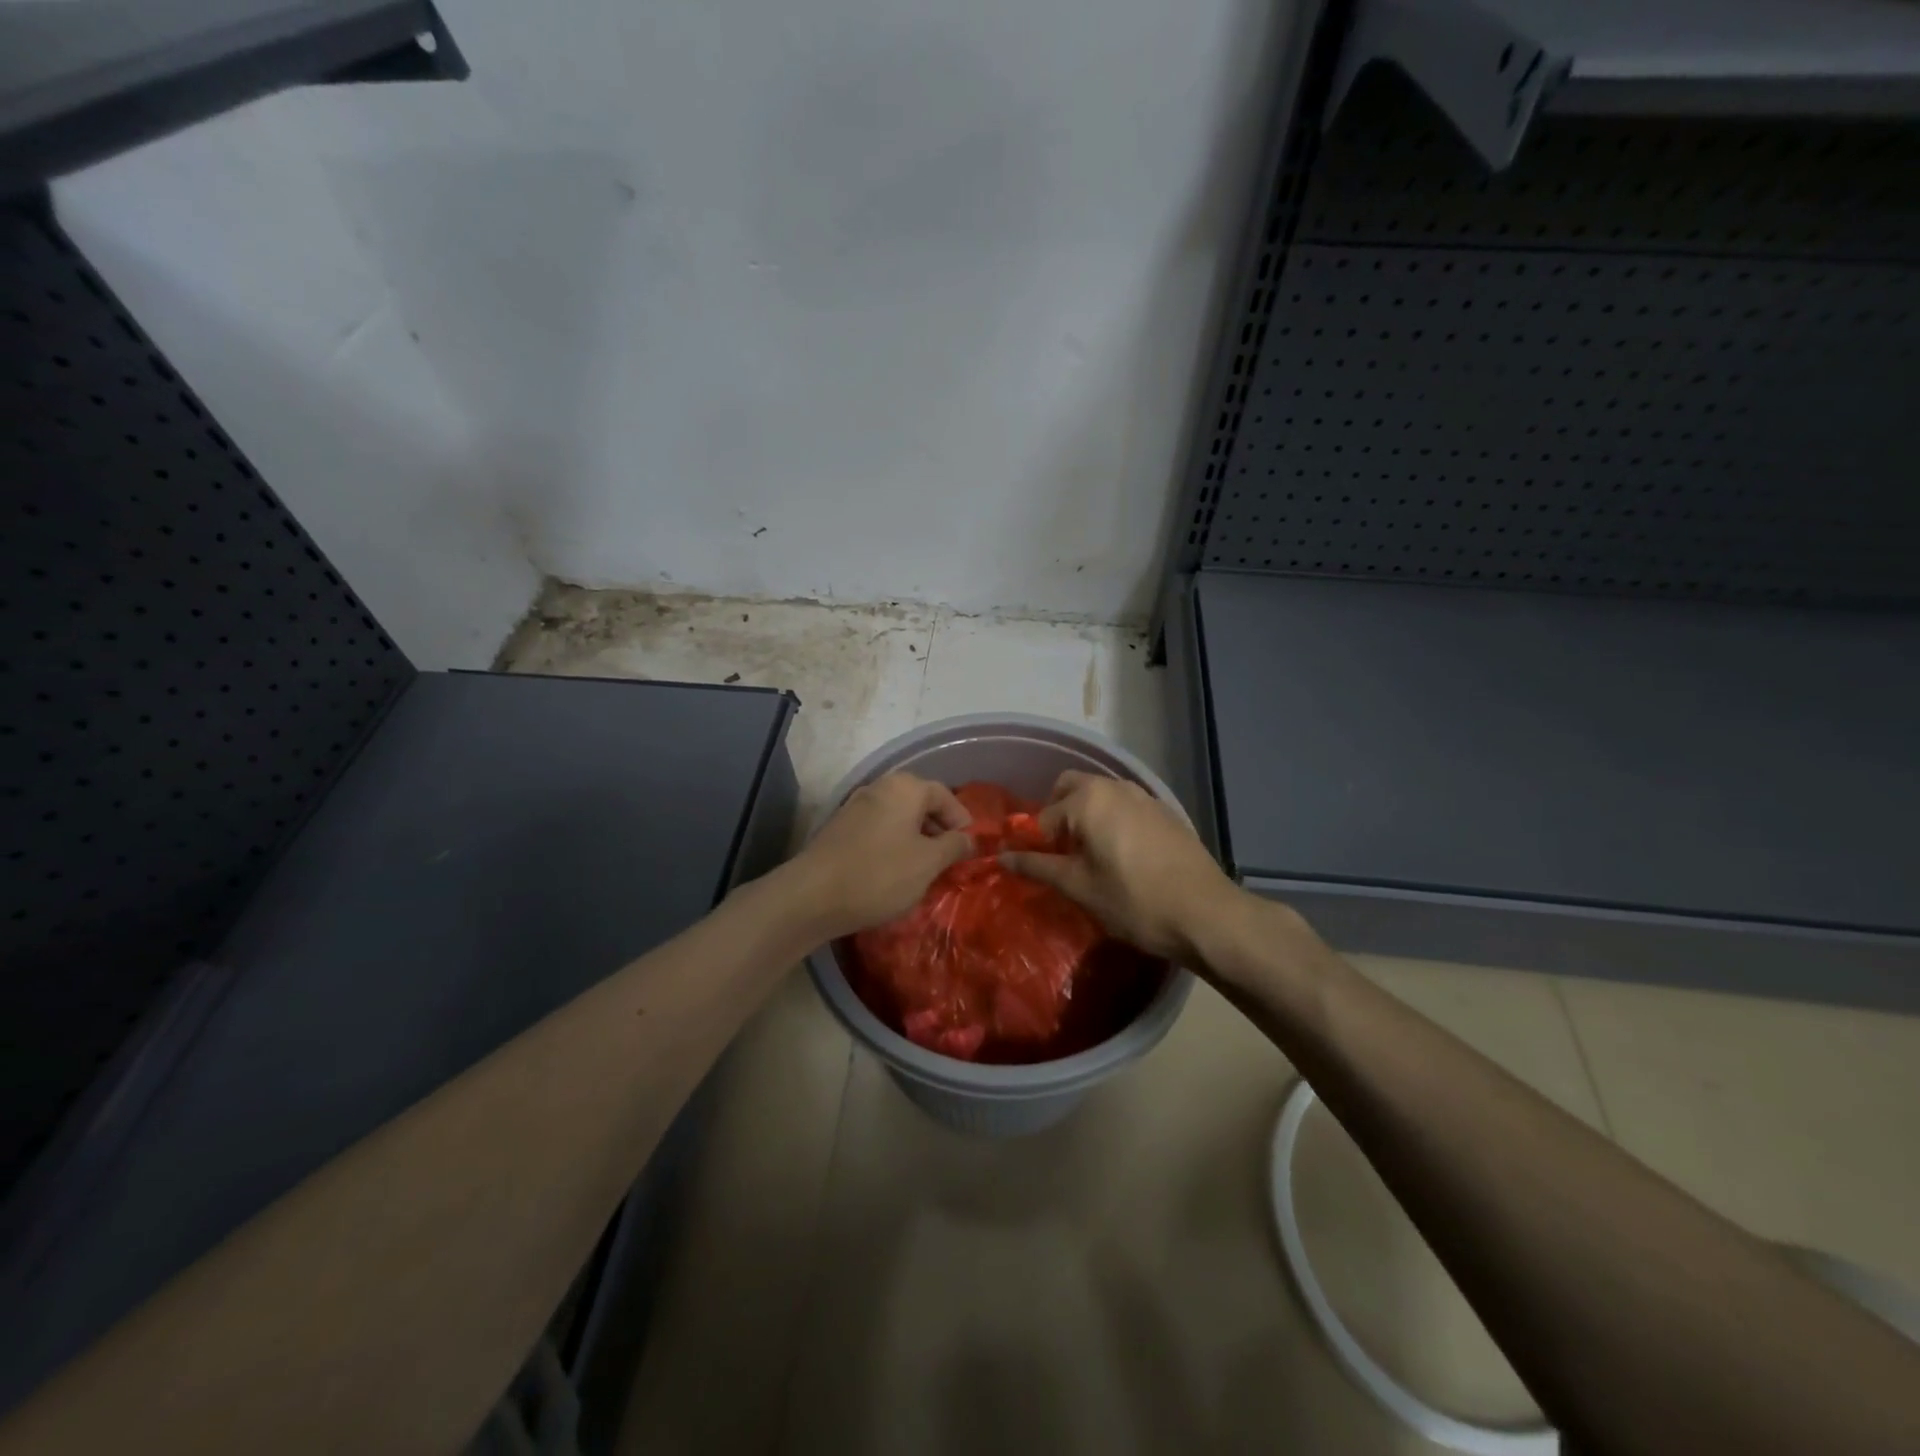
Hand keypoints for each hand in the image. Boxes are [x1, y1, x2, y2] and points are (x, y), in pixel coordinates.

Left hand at [786, 772, 972, 941]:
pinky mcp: (839, 830)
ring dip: (914, 838)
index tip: (970, 846)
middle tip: (949, 858)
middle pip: (919, 802)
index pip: (944, 795)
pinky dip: (892, 845)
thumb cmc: (880, 874)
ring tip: (924, 868)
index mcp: (905, 788)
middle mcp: (879, 788)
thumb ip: (953, 846)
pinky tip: (894, 872)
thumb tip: (968, 838)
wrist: (812, 896)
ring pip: (897, 817)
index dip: (961, 819)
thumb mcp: (928, 863)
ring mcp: (855, 807)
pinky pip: (877, 830)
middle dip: (937, 829)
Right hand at [999, 770, 1239, 961]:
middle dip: (1058, 815)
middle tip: (1061, 854)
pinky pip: (1125, 806)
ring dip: (1086, 816)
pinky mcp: (1165, 812)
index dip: (1035, 844)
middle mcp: (1114, 787)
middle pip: (1070, 788)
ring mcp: (1144, 796)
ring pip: (1100, 795)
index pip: (1044, 816)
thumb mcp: (1079, 887)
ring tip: (1090, 857)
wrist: (1206, 914)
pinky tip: (1123, 858)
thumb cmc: (1134, 901)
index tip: (1039, 870)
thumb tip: (1001, 858)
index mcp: (1088, 800)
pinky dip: (1112, 821)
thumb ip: (1038, 867)